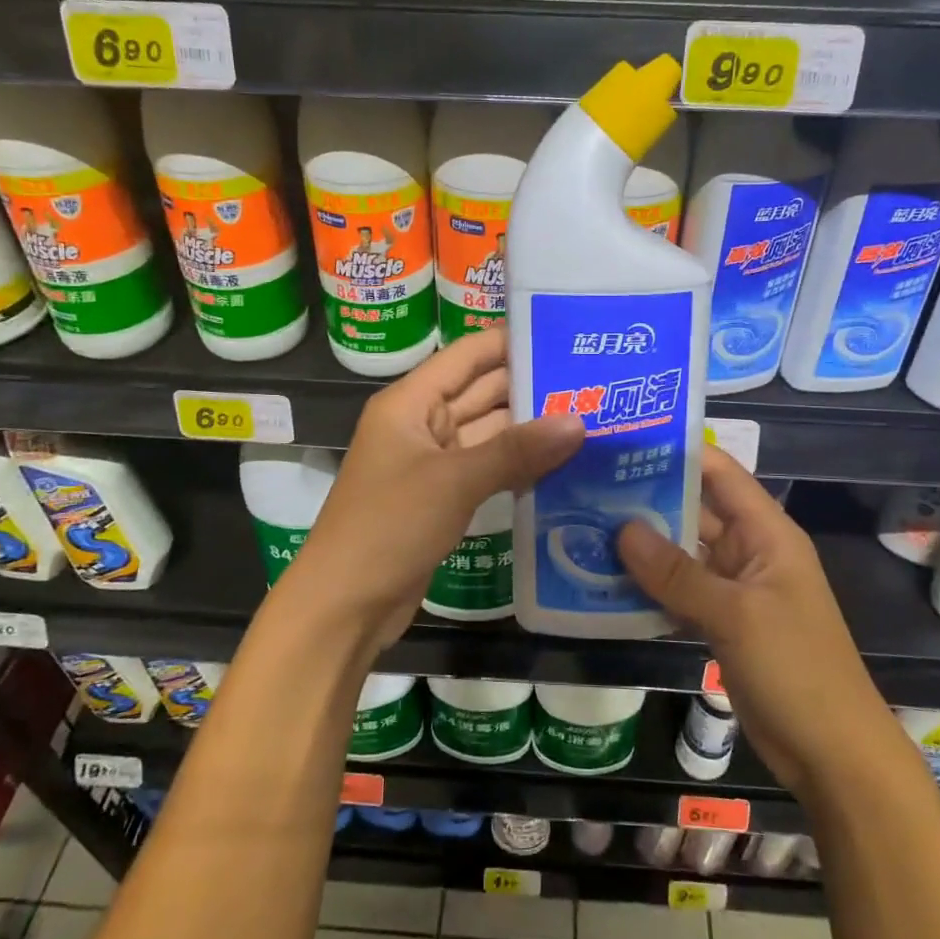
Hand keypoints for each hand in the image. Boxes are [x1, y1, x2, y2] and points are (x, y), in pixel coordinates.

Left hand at [285, 326, 585, 652]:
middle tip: (594, 379)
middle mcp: (422, 423)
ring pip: (488, 432)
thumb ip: (516, 450)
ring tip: (591, 415)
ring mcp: (433, 462)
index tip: (566, 333)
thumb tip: (579, 421)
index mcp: (410, 402)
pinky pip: (487, 467)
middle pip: (482, 391)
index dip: (511, 341)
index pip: (467, 355)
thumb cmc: (389, 526)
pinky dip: (518, 464)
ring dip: (530, 428)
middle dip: (531, 386)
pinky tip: (563, 462)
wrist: (345, 605)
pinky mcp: (443, 497)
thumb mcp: (454, 482)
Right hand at [617, 448, 892, 801]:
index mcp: (766, 532)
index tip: (622, 441)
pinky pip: (678, 591)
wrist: (833, 755)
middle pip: (692, 510)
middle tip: (583, 485)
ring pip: (681, 553)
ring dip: (640, 545)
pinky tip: (604, 581)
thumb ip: (677, 572)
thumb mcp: (735, 615)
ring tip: (582, 526)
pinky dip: (648, 586)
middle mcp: (748, 551)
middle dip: (644, 498)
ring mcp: (733, 589)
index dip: (676, 451)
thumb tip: (621, 529)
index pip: (719, 473)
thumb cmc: (796, 669)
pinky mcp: (720, 622)